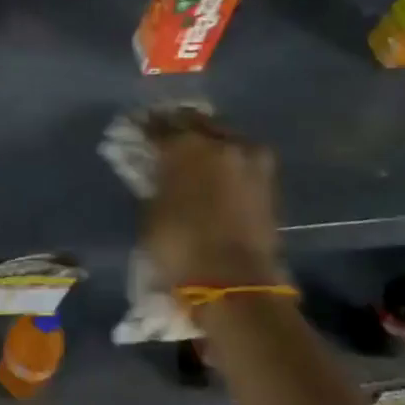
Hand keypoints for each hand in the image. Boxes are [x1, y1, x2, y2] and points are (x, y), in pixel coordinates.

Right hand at [140, 112, 283, 294]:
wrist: (235, 282)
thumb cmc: (180, 246)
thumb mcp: (151, 211)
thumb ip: (156, 180)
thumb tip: (157, 169)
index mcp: (186, 145)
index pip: (159, 125)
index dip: (146, 127)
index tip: (136, 128)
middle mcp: (220, 142)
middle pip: (196, 122)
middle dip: (180, 126)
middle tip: (167, 134)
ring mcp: (249, 158)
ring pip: (223, 136)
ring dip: (207, 139)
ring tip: (194, 151)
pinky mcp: (268, 179)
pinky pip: (241, 155)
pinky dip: (227, 157)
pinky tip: (217, 168)